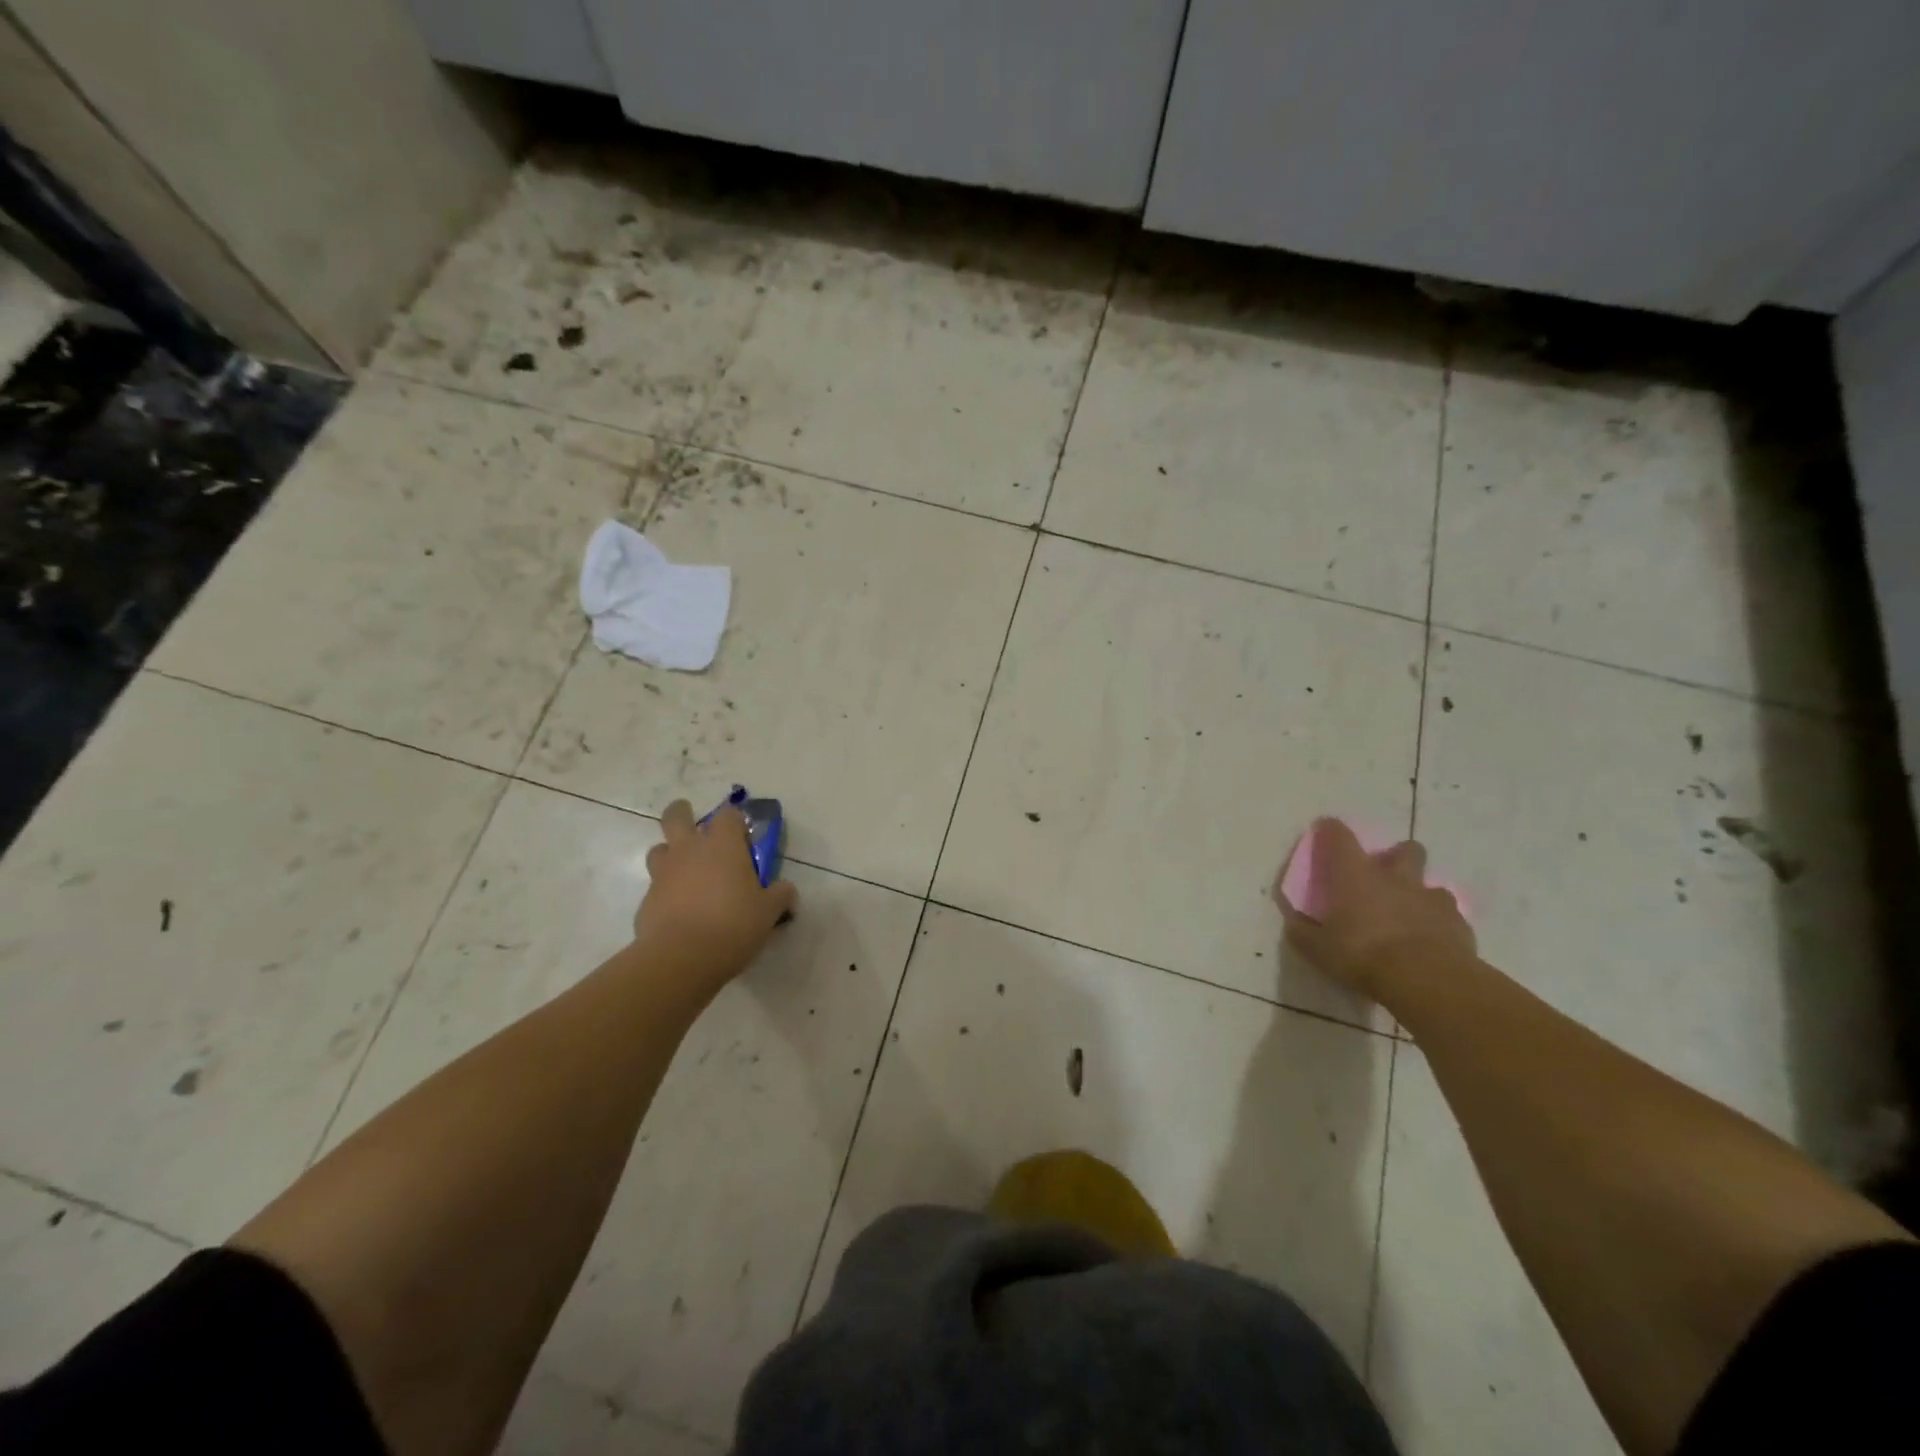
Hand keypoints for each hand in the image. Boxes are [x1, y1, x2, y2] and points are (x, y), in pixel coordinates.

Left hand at [634, 800, 796, 993]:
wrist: (682, 958)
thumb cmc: (733, 924)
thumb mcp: (769, 911)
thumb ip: (780, 895)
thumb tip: (786, 891)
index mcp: (723, 846)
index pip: (728, 815)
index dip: (735, 821)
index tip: (742, 834)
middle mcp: (689, 851)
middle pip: (676, 817)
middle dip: (682, 812)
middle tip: (690, 820)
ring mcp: (663, 875)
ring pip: (659, 850)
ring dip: (670, 854)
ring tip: (685, 871)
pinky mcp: (646, 902)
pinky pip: (656, 888)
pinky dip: (666, 894)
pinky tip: (680, 913)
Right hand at [1272, 818, 1474, 1003]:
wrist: (1427, 980)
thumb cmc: (1362, 955)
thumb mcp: (1317, 949)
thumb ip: (1303, 931)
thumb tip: (1294, 922)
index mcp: (1355, 875)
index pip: (1339, 837)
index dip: (1330, 830)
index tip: (1325, 831)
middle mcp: (1395, 878)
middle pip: (1404, 850)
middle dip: (1396, 857)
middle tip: (1383, 878)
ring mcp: (1430, 898)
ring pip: (1431, 885)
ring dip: (1419, 895)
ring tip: (1409, 916)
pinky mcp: (1459, 924)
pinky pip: (1449, 916)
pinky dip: (1439, 924)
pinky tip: (1430, 943)